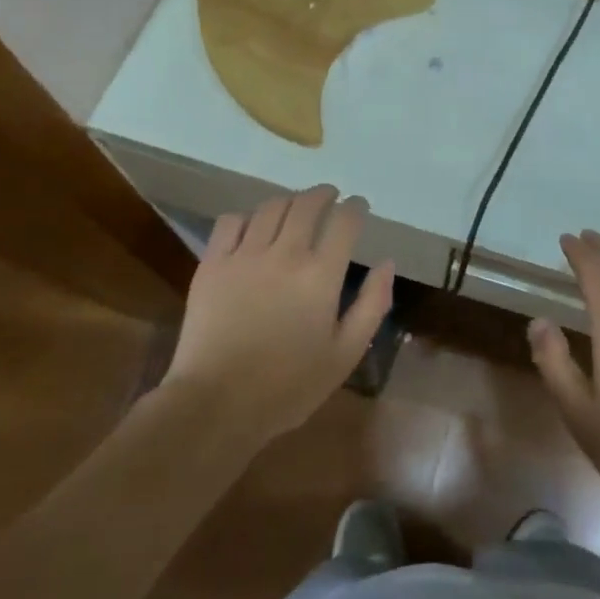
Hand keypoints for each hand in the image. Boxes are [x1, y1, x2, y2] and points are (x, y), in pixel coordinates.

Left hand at [162, 186, 393, 445]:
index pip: (344, 221)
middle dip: (324, 194)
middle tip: (330, 197)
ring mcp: (244, 255)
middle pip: (307, 204)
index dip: (356, 207)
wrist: (216, 404)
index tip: (359, 206)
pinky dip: (247, 216)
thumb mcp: (345, 354)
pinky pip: (230, 222)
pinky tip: (253, 226)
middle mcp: (285, 254)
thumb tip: (387, 264)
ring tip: (295, 208)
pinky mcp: (213, 264)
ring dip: (289, 201)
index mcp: (321, 275)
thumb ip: (372, 305)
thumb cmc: (289, 386)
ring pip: (270, 207)